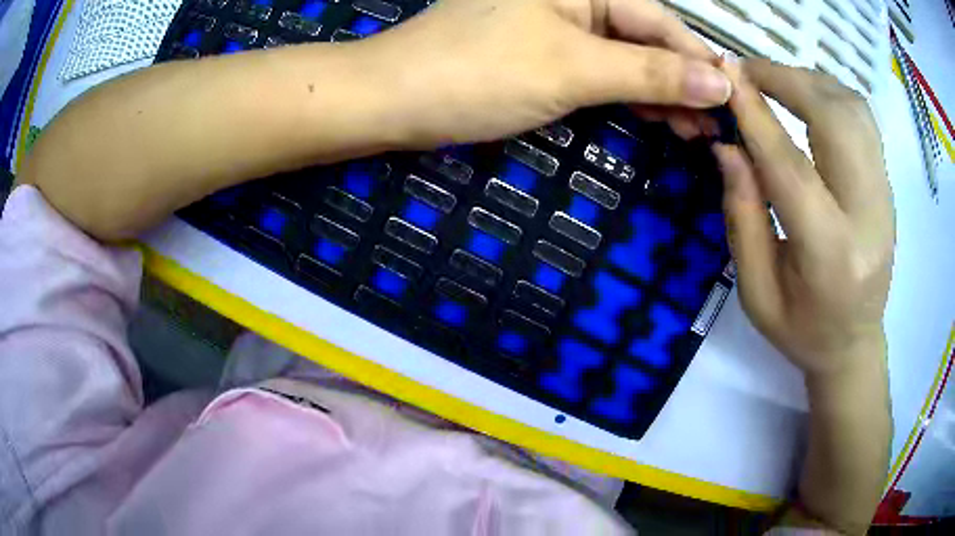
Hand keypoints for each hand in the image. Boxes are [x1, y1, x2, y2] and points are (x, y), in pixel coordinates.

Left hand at [354, 0, 731, 147]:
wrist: (394, 98)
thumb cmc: (478, 72)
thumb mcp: (573, 68)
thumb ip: (650, 72)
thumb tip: (720, 83)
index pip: (659, 22)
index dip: (699, 62)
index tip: (735, 102)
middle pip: (644, 38)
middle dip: (682, 82)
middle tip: (716, 129)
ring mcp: (556, 26)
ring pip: (624, 57)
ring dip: (659, 93)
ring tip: (694, 132)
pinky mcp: (541, 54)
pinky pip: (597, 70)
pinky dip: (625, 94)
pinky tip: (653, 116)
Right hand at [714, 58, 894, 378]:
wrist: (854, 345)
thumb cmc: (801, 330)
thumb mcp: (756, 292)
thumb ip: (742, 217)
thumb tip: (727, 147)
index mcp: (831, 255)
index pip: (792, 168)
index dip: (756, 116)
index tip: (725, 77)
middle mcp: (868, 217)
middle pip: (835, 120)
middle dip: (788, 80)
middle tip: (748, 71)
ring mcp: (885, 198)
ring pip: (854, 110)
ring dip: (811, 82)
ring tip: (776, 81)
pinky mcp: (888, 187)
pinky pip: (864, 121)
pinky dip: (832, 95)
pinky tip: (809, 99)